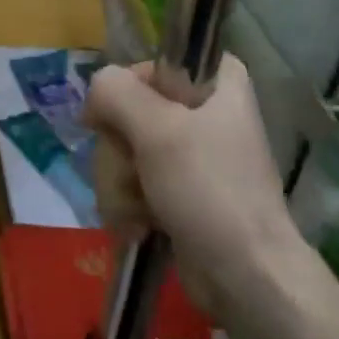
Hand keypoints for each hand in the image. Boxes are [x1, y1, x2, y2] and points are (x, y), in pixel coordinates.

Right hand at [84, 55, 300, 323]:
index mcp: (215, 83)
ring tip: (141, 210)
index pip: (150, 64)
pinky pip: (129, 182)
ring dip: (119, 184)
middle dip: (119, 151)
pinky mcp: (174, 190)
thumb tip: (95, 91)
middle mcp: (201, 111)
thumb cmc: (209, 190)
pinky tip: (140, 225)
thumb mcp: (158, 130)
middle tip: (136, 172)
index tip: (116, 118)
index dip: (127, 89)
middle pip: (126, 111)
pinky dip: (127, 205)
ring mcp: (185, 154)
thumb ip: (115, 93)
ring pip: (120, 150)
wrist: (243, 274)